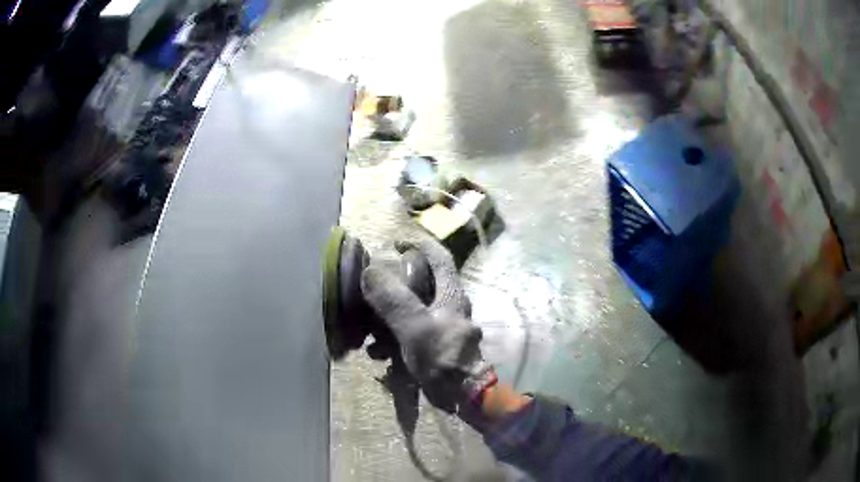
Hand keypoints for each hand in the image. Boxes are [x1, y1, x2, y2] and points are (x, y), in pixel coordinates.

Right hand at [361, 238, 495, 413]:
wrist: (462, 394)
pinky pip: (415, 334)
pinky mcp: (441, 346)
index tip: (396, 245)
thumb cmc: (442, 356)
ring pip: (415, 312)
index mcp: (451, 294)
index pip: (440, 258)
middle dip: (395, 288)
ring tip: (369, 336)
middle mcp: (452, 307)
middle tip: (372, 294)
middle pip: (423, 286)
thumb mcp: (414, 325)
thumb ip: (392, 299)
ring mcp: (447, 327)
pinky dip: (396, 340)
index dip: (420, 245)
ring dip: (390, 320)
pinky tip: (380, 355)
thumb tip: (370, 271)